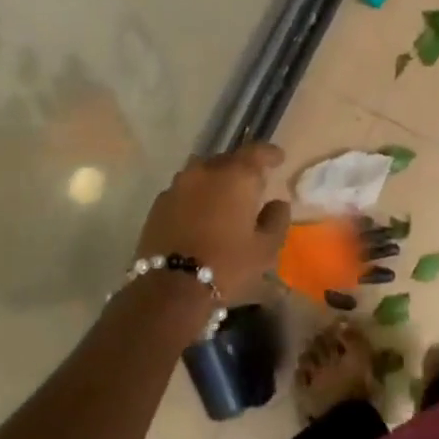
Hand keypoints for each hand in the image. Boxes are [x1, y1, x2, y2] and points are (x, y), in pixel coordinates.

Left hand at [136, 142, 290, 301]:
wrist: (170, 288)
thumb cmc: (228, 265)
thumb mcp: (266, 248)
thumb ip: (277, 219)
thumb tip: (277, 203)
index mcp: (236, 176)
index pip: (257, 151)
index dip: (270, 154)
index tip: (278, 159)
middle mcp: (205, 171)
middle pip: (228, 159)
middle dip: (242, 168)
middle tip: (252, 185)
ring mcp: (178, 185)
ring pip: (203, 173)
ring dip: (216, 180)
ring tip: (224, 198)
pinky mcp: (159, 204)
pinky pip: (185, 190)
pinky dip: (196, 196)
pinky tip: (201, 214)